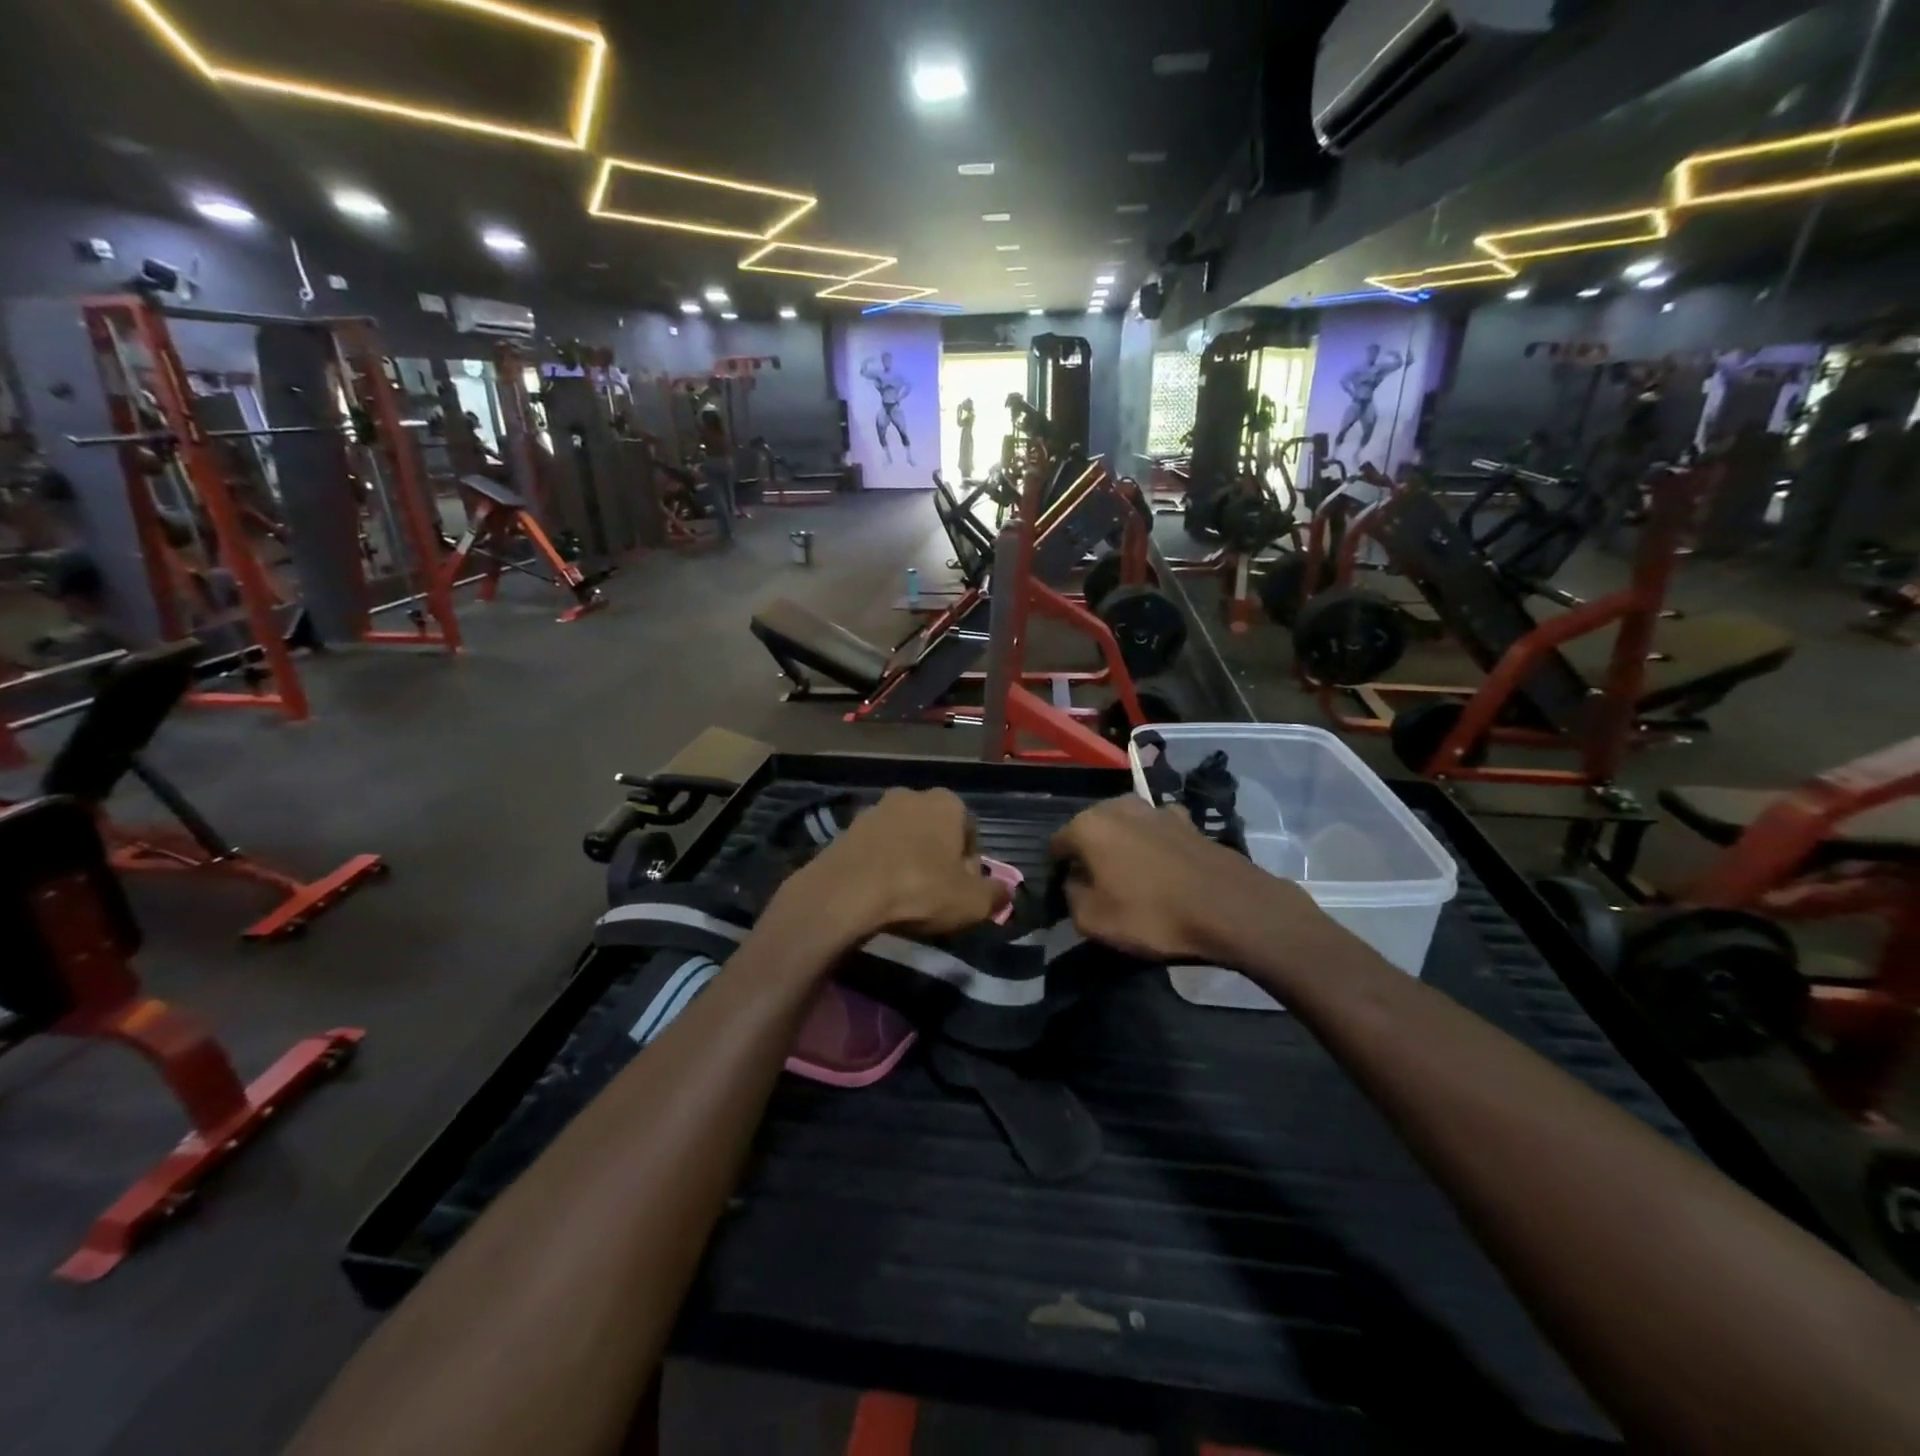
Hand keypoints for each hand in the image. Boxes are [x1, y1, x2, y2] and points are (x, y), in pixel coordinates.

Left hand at [781, 788, 1006, 943]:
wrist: (846, 892)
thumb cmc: (920, 889)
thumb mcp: (972, 902)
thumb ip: (996, 895)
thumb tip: (1004, 891)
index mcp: (947, 802)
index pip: (970, 832)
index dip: (970, 865)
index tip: (963, 892)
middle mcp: (911, 795)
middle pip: (935, 832)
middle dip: (938, 859)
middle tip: (935, 896)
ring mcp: (875, 809)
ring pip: (903, 839)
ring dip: (907, 861)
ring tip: (904, 897)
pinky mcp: (846, 829)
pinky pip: (875, 849)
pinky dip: (880, 866)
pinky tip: (878, 894)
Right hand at [1049, 796, 1322, 962]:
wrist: (1231, 908)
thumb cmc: (1153, 914)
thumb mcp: (1092, 920)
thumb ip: (1070, 895)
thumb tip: (1074, 881)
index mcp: (1088, 825)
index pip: (1056, 845)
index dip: (1057, 871)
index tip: (1067, 895)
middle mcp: (1117, 806)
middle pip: (1090, 831)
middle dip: (1090, 855)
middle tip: (1099, 888)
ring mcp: (1155, 809)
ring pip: (1124, 829)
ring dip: (1122, 848)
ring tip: (1133, 881)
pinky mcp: (1187, 820)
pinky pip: (1156, 833)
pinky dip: (1154, 847)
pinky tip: (1165, 871)